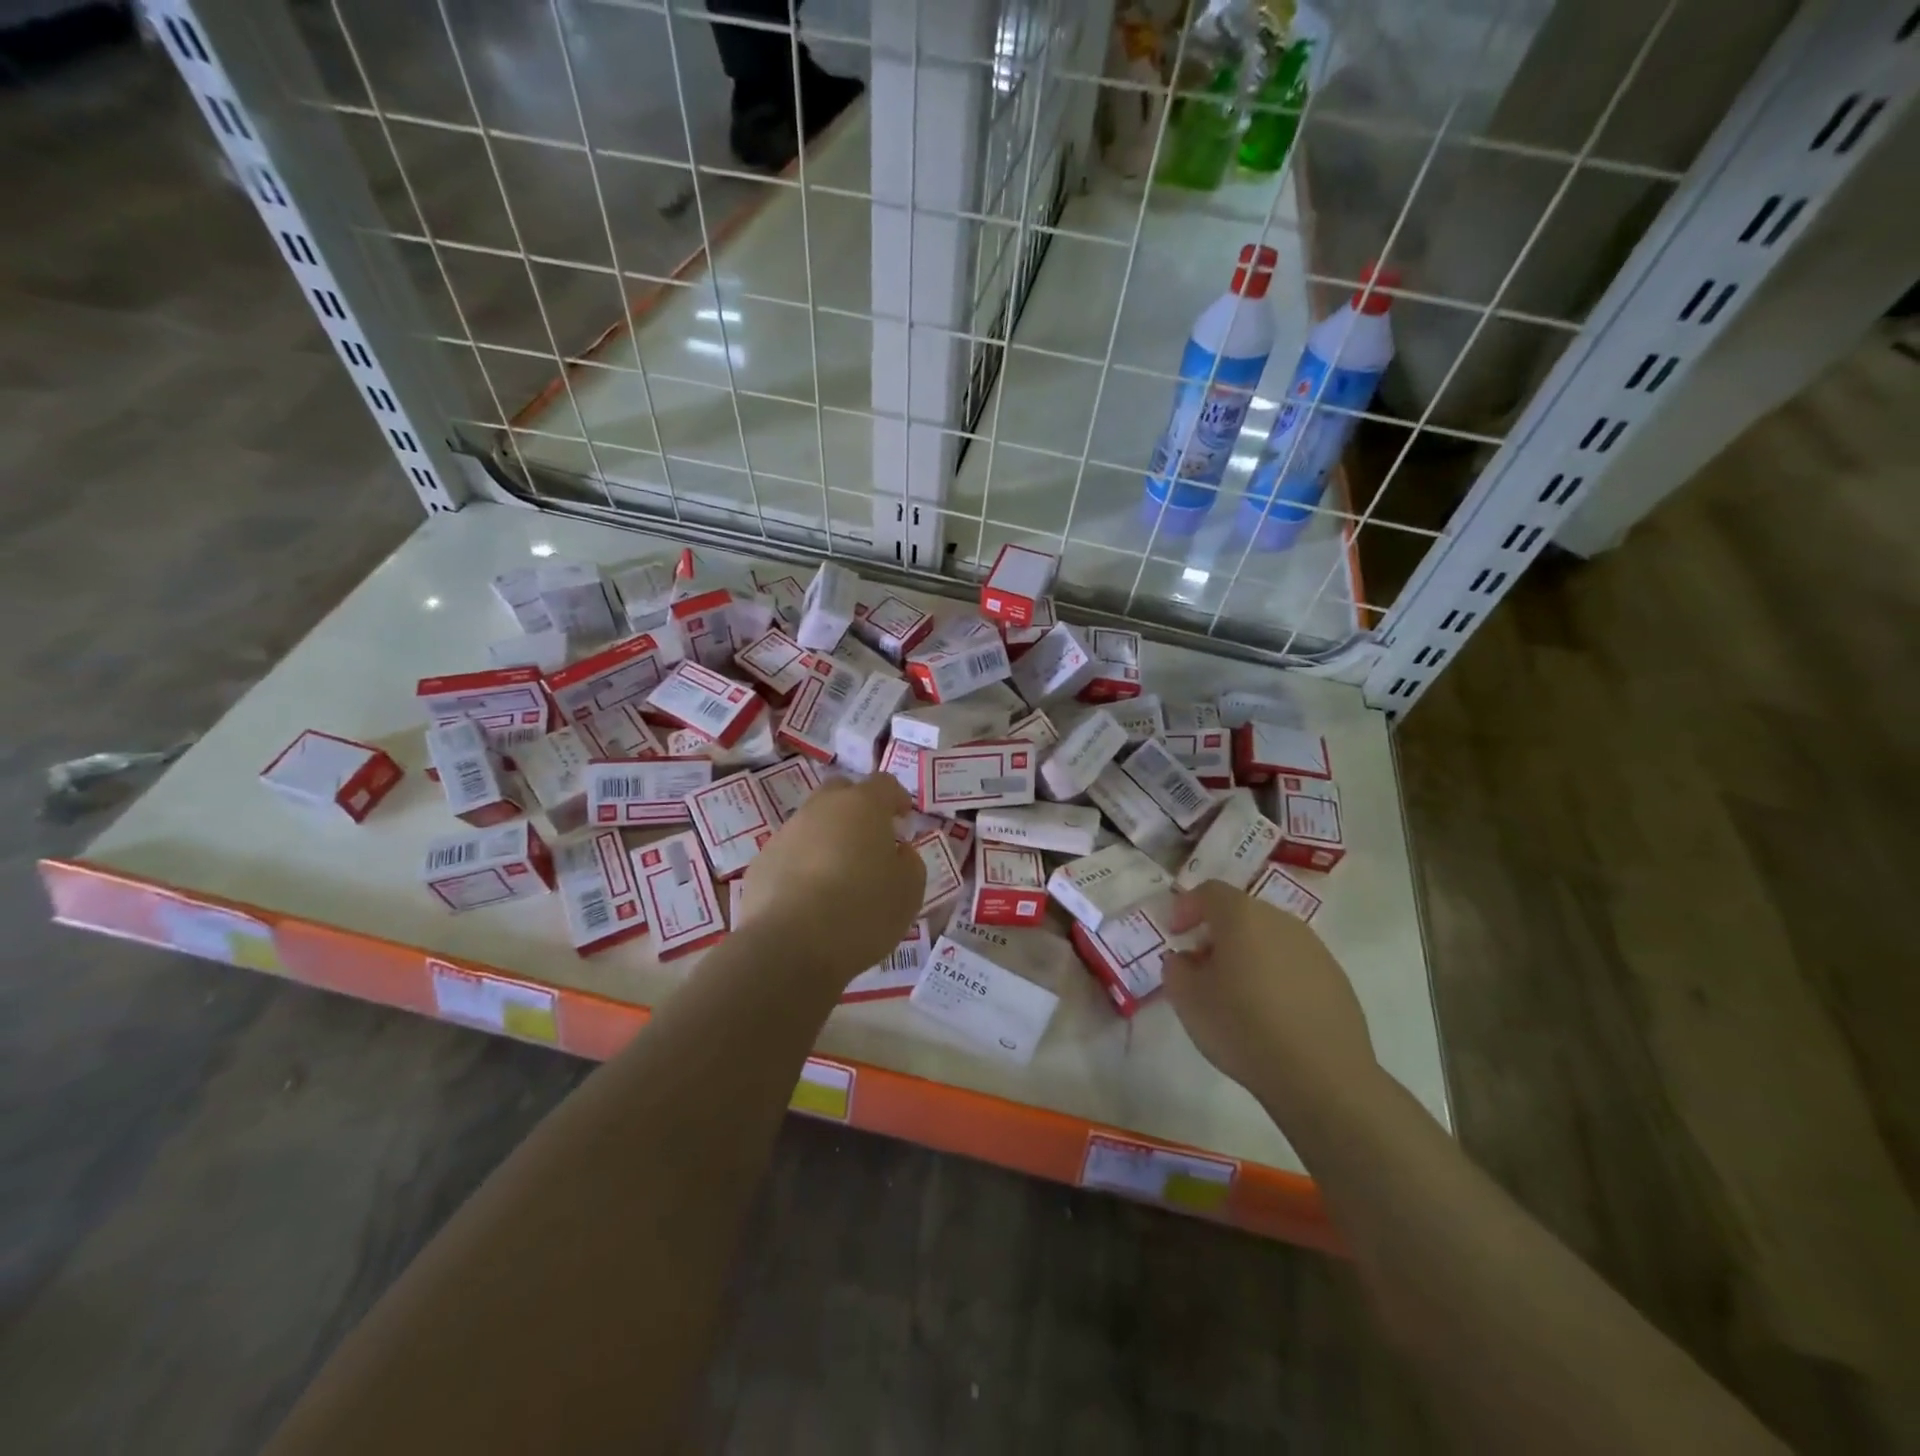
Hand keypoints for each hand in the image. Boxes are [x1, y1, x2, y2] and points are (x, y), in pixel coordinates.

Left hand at [742, 775, 923, 984]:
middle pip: (841, 792)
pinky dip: (803, 865)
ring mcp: (786, 833)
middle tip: (870, 841)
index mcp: (862, 805)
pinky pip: (790, 853)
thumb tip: (897, 851)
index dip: (897, 799)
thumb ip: (909, 862)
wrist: (789, 945)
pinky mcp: (761, 862)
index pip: (884, 784)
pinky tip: (810, 898)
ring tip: (839, 877)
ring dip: (828, 839)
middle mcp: (821, 808)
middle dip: (857, 809)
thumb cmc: (862, 911)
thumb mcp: (909, 890)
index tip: (903, 820)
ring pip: (812, 823)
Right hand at [1163, 881, 1375, 1123]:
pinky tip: (1270, 1012)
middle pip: (1242, 912)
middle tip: (1201, 965)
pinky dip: (1276, 975)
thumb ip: (1176, 967)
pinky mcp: (1336, 979)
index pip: (1209, 891)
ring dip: (1248, 953)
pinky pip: (1294, 963)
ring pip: (1270, 938)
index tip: (1174, 934)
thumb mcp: (1187, 999)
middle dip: (1217, 932)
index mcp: (1242, 916)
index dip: (1186, 907)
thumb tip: (1186, 958)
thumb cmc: (1243, 1027)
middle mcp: (1281, 921)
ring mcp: (1314, 949)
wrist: (1322, 1077)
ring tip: (1236, 992)